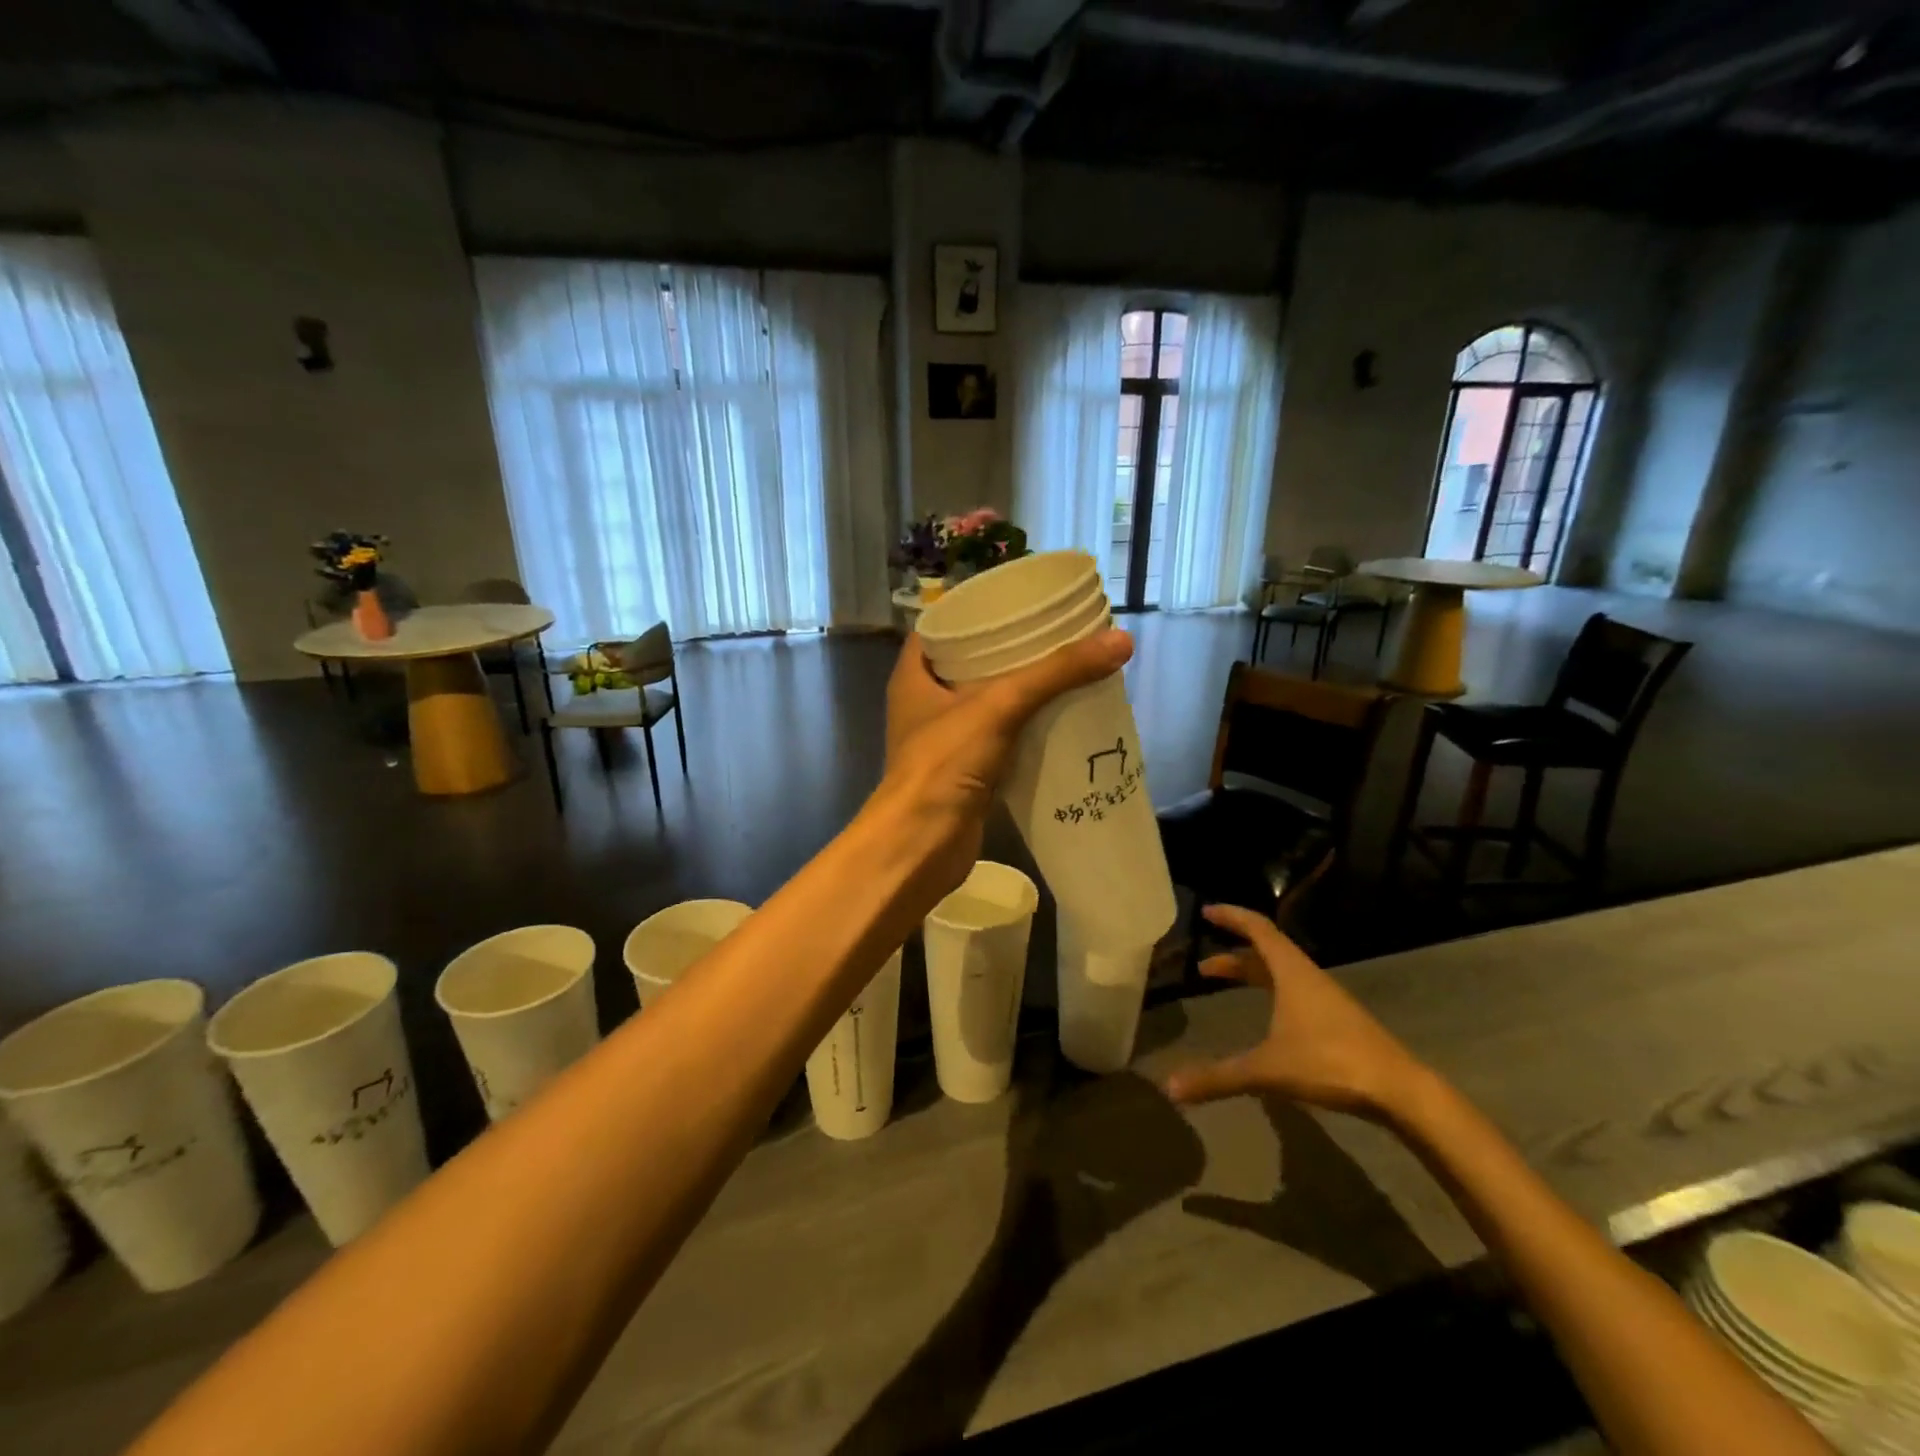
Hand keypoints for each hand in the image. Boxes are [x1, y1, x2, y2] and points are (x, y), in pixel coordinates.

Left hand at [875, 628, 1131, 896]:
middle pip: (969, 665)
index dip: (975, 612)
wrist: (922, 845)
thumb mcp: (1000, 705)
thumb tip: (1121, 640)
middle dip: (1009, 651)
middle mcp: (925, 705)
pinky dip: (1025, 729)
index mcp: (914, 677)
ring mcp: (944, 741)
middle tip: (1053, 635)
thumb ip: (1056, 673)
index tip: (1016, 602)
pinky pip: (1000, 739)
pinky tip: (1060, 720)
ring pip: (986, 704)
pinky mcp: (965, 772)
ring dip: (1021, 691)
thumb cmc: (944, 764)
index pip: (941, 628)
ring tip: (1065, 670)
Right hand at [1163, 904, 1432, 1121]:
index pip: (1258, 929)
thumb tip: (1171, 1088)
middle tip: (1203, 967)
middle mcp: (1308, 977)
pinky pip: (1294, 992)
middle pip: (1266, 952)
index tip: (1206, 912)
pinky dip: (1270, 992)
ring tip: (1225, 986)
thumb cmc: (1331, 1063)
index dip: (1232, 917)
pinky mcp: (1337, 1021)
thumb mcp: (1267, 1070)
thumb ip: (1218, 1077)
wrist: (1400, 1091)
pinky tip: (1266, 1020)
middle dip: (1233, 955)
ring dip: (1251, 974)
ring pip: (1281, 973)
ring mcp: (1326, 999)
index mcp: (1291, 972)